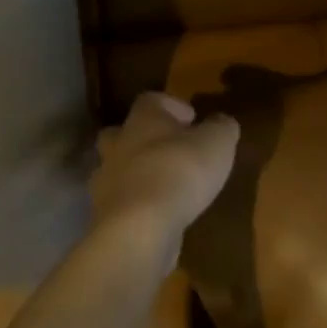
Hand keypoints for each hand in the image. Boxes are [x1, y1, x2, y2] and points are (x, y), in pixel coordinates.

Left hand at [91, 93, 239, 243]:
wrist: (139, 228)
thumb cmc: (180, 171)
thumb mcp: (217, 142)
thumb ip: (221, 128)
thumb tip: (221, 122)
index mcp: (143, 120)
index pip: (151, 100)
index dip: (172, 105)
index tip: (192, 119)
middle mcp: (118, 145)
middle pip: (121, 132)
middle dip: (144, 139)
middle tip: (170, 150)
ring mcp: (106, 182)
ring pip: (117, 169)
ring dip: (137, 175)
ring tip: (166, 188)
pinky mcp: (105, 215)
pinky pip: (120, 203)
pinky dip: (136, 206)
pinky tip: (158, 216)